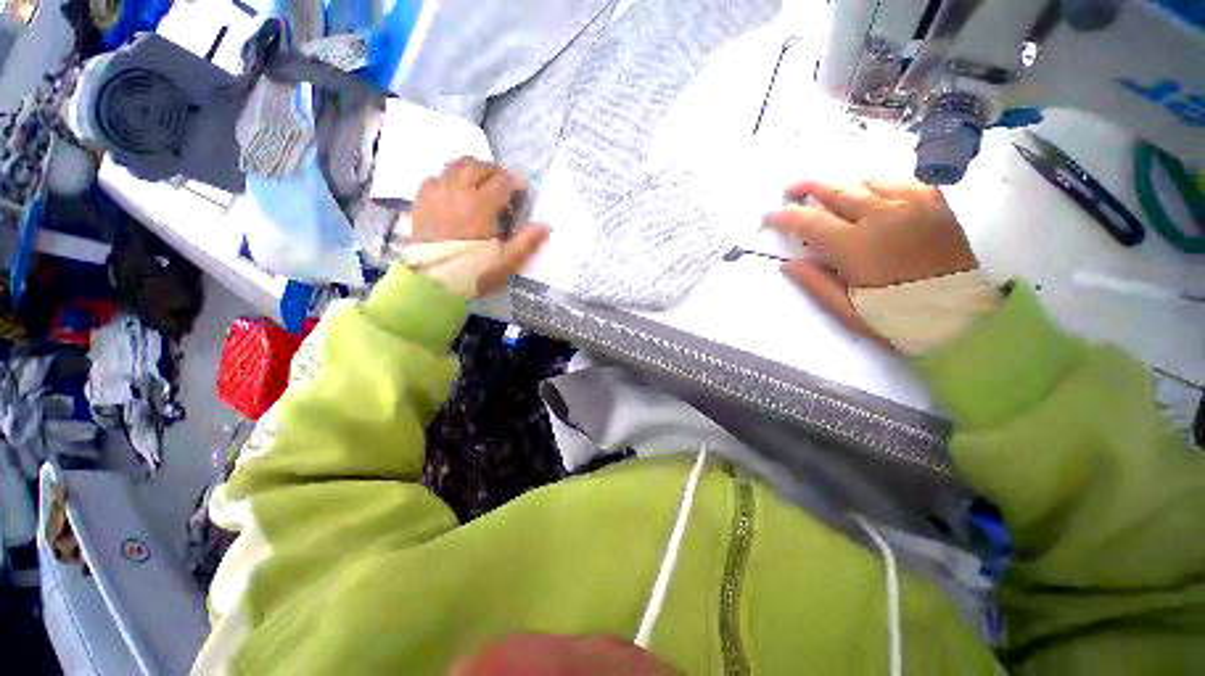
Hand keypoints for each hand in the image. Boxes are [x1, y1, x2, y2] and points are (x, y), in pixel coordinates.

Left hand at [409, 157, 548, 295]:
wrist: (433, 281)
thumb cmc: (474, 271)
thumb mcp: (507, 261)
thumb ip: (527, 241)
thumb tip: (545, 225)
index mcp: (482, 204)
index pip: (503, 179)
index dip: (516, 182)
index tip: (522, 192)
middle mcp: (458, 190)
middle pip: (479, 166)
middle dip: (496, 172)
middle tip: (504, 187)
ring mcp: (437, 192)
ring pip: (456, 165)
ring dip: (472, 169)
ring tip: (479, 185)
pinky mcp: (421, 199)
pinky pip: (437, 176)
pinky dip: (449, 178)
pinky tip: (454, 193)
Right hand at [765, 180, 987, 349]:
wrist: (961, 318)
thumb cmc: (898, 319)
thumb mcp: (847, 310)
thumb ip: (815, 284)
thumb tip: (788, 263)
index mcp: (857, 247)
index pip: (809, 222)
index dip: (784, 216)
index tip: (768, 217)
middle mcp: (883, 217)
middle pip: (837, 191)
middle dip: (809, 188)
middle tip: (791, 189)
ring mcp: (913, 205)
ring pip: (867, 181)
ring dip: (842, 185)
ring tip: (828, 191)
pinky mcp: (936, 204)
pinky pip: (901, 181)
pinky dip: (878, 184)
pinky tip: (870, 192)